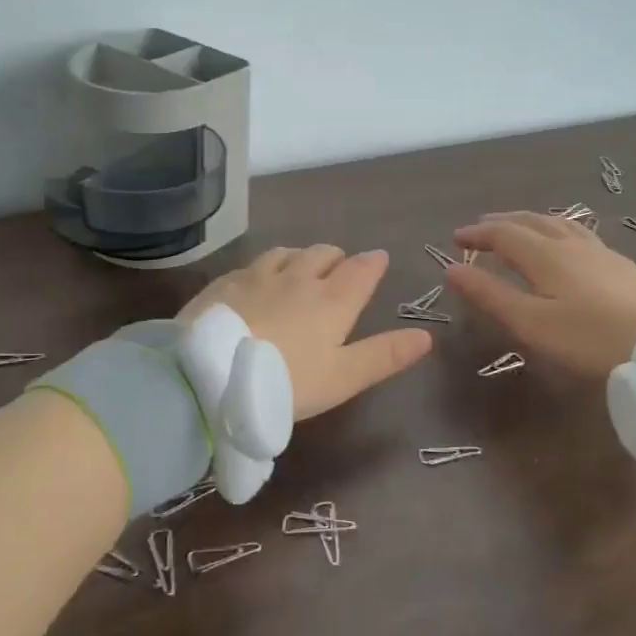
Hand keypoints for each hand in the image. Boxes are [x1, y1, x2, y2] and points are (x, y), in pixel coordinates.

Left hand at [179, 246, 432, 419]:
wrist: (209, 376)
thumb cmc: (285, 383)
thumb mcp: (342, 378)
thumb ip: (384, 356)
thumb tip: (426, 336)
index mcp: (331, 301)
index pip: (360, 270)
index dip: (373, 263)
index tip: (378, 260)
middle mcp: (297, 278)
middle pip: (323, 254)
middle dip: (336, 257)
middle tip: (339, 268)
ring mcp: (257, 276)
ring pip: (287, 253)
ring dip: (300, 257)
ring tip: (300, 269)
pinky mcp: (225, 283)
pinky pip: (252, 264)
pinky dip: (265, 267)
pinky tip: (257, 280)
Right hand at [447, 213, 635, 376]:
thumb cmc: (588, 338)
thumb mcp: (530, 323)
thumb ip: (490, 295)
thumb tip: (452, 269)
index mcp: (545, 255)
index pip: (504, 233)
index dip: (478, 234)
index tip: (456, 238)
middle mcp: (571, 244)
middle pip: (532, 221)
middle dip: (502, 222)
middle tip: (481, 228)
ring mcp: (600, 253)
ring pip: (559, 224)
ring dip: (531, 222)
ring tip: (519, 227)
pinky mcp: (621, 267)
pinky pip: (580, 234)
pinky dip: (558, 231)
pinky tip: (567, 245)